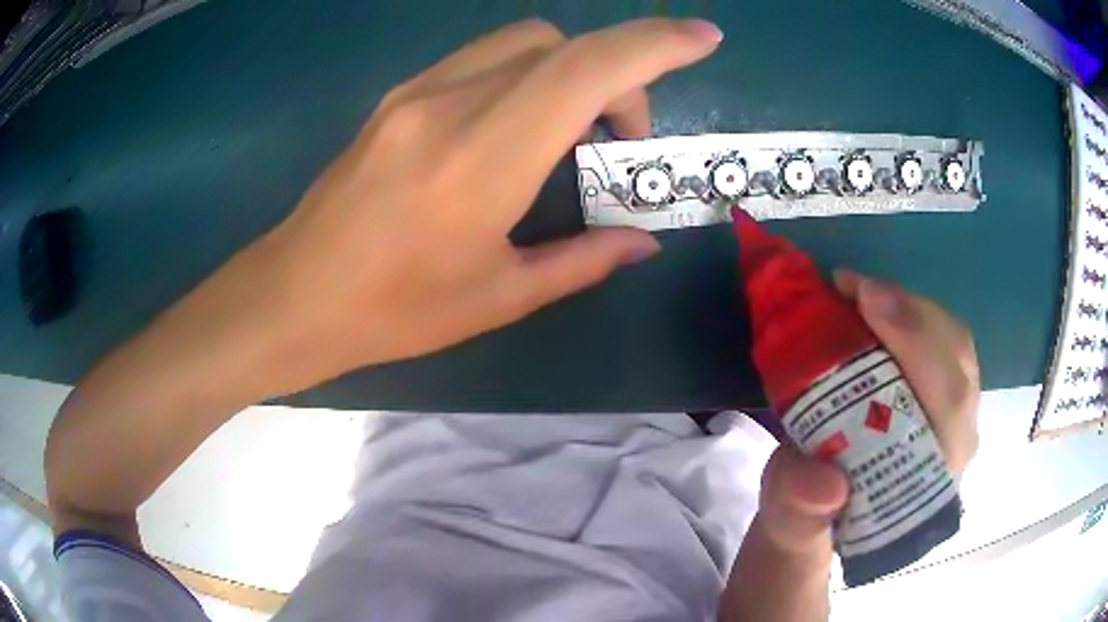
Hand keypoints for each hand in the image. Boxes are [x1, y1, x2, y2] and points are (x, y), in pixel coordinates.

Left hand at [233, 17, 722, 394]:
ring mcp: (417, 92)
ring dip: (567, 70)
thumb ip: (582, 260)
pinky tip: (516, 126)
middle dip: (615, 73)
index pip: (587, 69)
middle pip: (559, 43)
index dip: (654, 45)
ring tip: (570, 132)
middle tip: (617, 139)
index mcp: (484, 157)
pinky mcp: (397, 97)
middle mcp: (451, 103)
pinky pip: (481, 60)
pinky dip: (524, 75)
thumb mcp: (498, 297)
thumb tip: (641, 241)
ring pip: (520, 43)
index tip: (703, 39)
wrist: (296, 294)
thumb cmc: (393, 310)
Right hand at [721, 271, 979, 620]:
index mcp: (929, 483)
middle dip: (912, 316)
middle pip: (958, 365)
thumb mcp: (790, 522)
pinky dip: (911, 313)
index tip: (866, 300)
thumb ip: (800, 509)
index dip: (917, 347)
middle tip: (853, 287)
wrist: (825, 510)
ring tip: (859, 292)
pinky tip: (875, 306)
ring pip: (955, 346)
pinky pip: (944, 341)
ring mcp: (956, 416)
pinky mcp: (944, 393)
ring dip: (911, 308)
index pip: (948, 408)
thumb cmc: (811, 515)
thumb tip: (826, 484)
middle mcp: (955, 446)